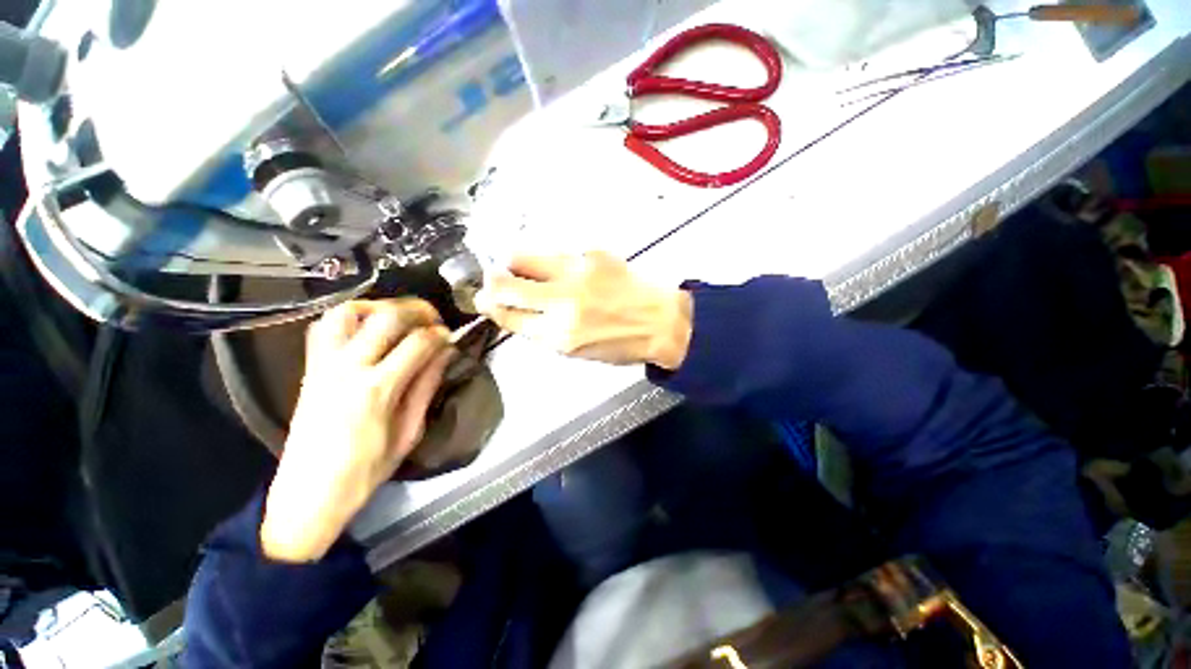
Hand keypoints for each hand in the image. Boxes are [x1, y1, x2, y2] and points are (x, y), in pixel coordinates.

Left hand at [260, 299, 452, 561]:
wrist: (309, 494)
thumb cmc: (367, 470)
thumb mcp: (409, 432)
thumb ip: (426, 386)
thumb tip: (445, 354)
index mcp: (379, 389)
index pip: (418, 342)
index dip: (440, 333)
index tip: (450, 336)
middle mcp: (348, 368)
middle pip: (387, 316)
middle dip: (418, 310)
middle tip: (433, 319)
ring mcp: (324, 365)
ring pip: (349, 312)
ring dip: (380, 306)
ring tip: (400, 317)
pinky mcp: (309, 368)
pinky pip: (325, 326)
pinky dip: (350, 316)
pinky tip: (368, 327)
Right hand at [474, 251, 691, 368]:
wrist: (662, 322)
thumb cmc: (620, 343)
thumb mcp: (576, 350)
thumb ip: (543, 331)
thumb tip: (516, 311)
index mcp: (558, 335)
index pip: (508, 316)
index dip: (491, 307)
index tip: (484, 300)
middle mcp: (562, 303)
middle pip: (505, 284)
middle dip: (490, 283)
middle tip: (493, 280)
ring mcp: (576, 273)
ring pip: (523, 256)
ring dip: (513, 262)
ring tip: (517, 266)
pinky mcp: (592, 253)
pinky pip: (555, 252)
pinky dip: (548, 260)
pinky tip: (559, 267)